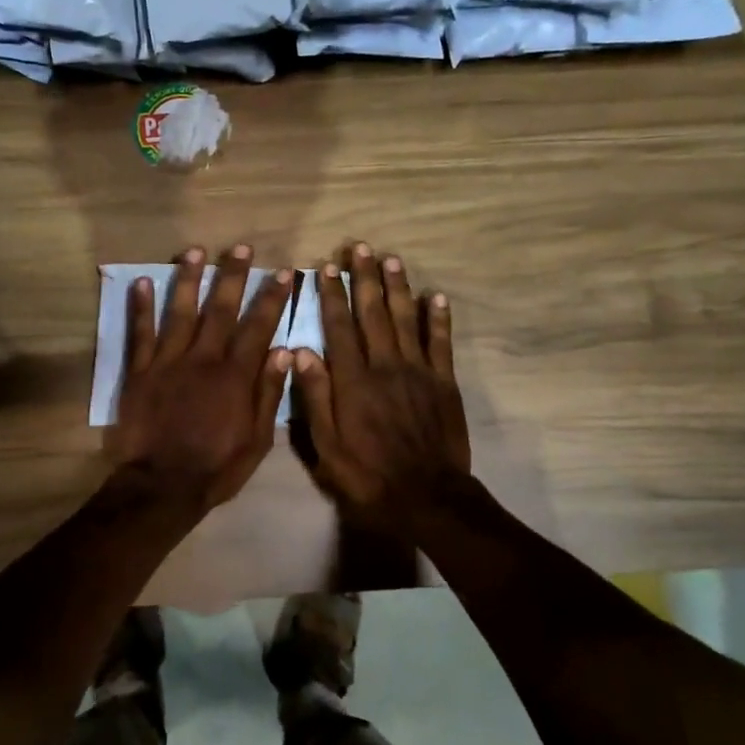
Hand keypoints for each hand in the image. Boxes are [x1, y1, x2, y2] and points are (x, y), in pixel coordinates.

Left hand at [108, 245, 294, 509]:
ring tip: (194, 251)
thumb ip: (269, 393)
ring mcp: (168, 362)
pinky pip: (140, 333)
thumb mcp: (257, 439)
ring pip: (179, 312)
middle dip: (233, 276)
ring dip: (188, 279)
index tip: (283, 272)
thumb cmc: (216, 467)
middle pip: (220, 309)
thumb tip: (285, 351)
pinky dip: (140, 308)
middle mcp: (203, 359)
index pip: (258, 327)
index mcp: (235, 376)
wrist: (162, 486)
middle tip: (240, 248)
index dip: (272, 298)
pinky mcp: (140, 372)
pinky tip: (140, 283)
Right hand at [293, 243, 471, 532]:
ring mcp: (418, 372)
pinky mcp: (444, 383)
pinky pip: (442, 343)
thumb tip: (301, 350)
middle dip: (365, 278)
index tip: (327, 267)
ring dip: (398, 287)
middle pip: (373, 313)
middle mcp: (385, 366)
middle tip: (360, 248)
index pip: (339, 327)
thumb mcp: (327, 445)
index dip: (332, 295)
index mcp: (353, 380)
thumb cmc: (368, 475)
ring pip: (407, 319)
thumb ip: (315, 396)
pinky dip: (439, 318)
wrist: (427, 497)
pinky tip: (436, 296)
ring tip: (391, 259)